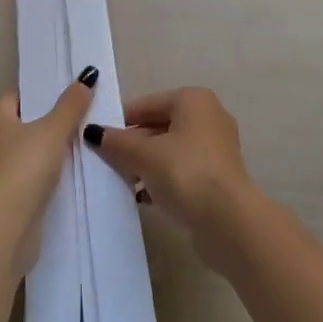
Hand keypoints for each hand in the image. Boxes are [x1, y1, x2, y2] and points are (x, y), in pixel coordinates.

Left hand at [0, 69, 96, 274]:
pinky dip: (38, 180)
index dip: (40, 98)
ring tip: (74, 155)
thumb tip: (87, 75)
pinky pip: (23, 181)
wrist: (6, 225)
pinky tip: (60, 183)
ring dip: (42, 157)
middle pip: (21, 127)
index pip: (17, 97)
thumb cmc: (25, 166)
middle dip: (45, 127)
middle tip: (76, 126)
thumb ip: (71, 104)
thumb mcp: (54, 129)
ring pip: (22, 155)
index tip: (66, 102)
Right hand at [81, 88, 256, 267]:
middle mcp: (208, 116)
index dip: (121, 121)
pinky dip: (162, 179)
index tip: (98, 139)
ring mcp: (216, 148)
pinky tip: (142, 197)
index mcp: (193, 100)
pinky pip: (182, 170)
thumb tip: (93, 132)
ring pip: (170, 150)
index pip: (147, 104)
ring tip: (122, 182)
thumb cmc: (186, 173)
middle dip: (133, 144)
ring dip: (146, 164)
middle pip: (159, 125)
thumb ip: (118, 143)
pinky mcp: (218, 177)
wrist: (229, 222)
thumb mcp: (145, 155)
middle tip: (107, 162)